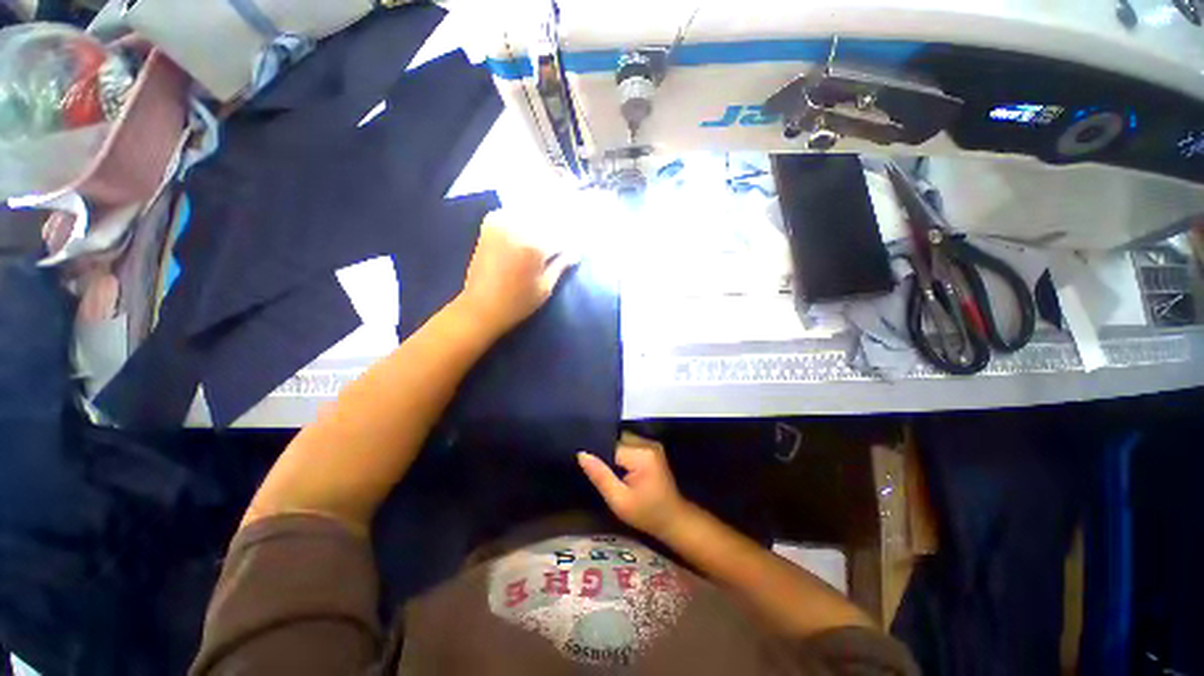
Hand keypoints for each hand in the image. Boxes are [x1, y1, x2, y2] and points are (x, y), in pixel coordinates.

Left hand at [456, 209, 574, 337]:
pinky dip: (525, 218)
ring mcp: (501, 221)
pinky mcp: (490, 223)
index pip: (563, 234)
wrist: (480, 306)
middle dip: (559, 229)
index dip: (573, 241)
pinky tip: (529, 231)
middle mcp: (517, 226)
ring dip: (543, 221)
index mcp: (533, 245)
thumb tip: (577, 252)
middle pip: (548, 218)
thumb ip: (562, 264)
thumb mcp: (545, 287)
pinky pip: (515, 212)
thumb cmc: (517, 303)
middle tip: (564, 244)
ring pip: (532, 212)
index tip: (577, 248)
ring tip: (549, 237)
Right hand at [578, 433, 690, 538]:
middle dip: (606, 453)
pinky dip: (622, 454)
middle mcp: (647, 443)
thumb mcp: (619, 501)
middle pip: (617, 440)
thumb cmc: (646, 514)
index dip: (598, 455)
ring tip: (607, 470)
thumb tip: (582, 454)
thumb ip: (600, 476)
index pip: (610, 446)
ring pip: (622, 441)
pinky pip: (630, 444)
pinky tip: (619, 469)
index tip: (587, 466)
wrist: (674, 519)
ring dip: (614, 453)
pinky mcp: (652, 448)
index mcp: (641, 455)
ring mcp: (652, 444)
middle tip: (596, 470)